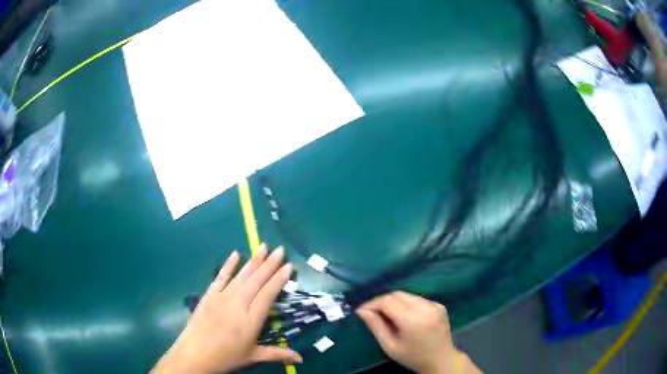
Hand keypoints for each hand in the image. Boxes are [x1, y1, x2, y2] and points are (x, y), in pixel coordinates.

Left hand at [152, 245, 302, 373]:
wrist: (195, 354)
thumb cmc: (226, 357)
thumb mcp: (253, 356)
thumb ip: (277, 354)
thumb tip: (301, 359)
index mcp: (251, 320)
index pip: (268, 295)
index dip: (278, 280)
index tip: (288, 266)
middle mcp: (238, 304)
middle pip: (256, 281)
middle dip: (269, 264)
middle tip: (280, 250)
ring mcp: (222, 298)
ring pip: (241, 276)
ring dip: (253, 261)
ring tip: (264, 246)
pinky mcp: (209, 295)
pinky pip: (220, 277)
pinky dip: (228, 265)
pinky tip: (235, 254)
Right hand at [357, 291, 480, 373]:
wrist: (441, 360)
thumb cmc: (413, 357)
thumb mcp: (390, 346)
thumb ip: (376, 326)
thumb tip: (362, 311)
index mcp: (412, 319)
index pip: (387, 301)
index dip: (372, 303)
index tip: (361, 311)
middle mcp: (425, 307)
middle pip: (397, 295)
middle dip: (382, 301)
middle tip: (372, 313)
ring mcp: (434, 305)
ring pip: (407, 295)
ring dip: (394, 302)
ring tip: (386, 315)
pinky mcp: (439, 305)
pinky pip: (417, 299)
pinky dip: (407, 304)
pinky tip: (404, 316)